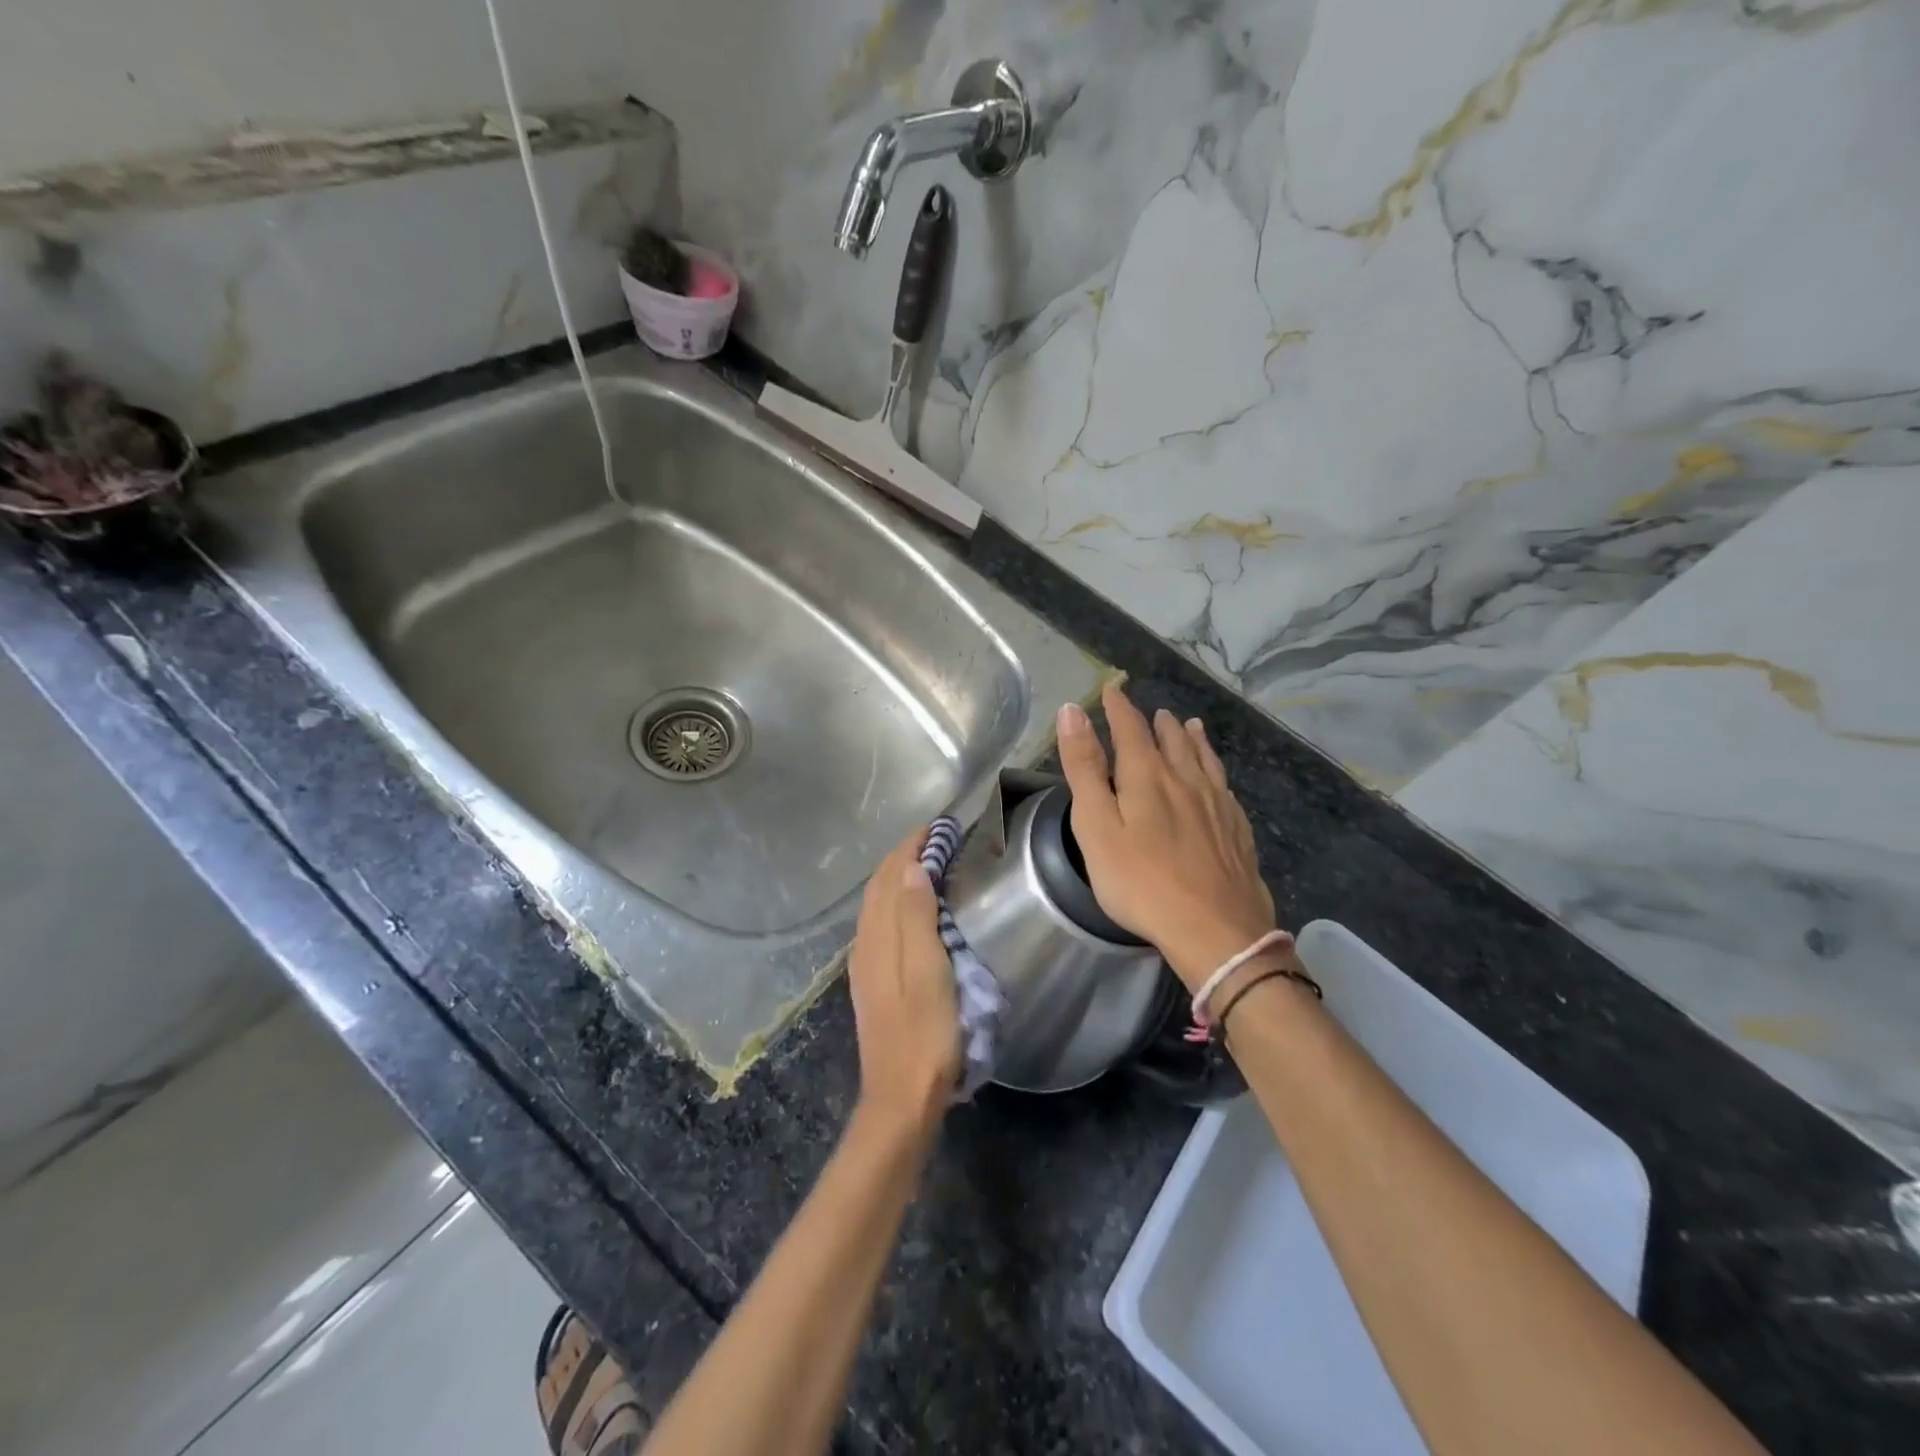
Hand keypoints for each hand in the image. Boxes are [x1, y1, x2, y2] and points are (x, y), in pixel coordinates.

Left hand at [846, 830, 960, 1138]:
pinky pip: (880, 925)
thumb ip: (917, 917)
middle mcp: (865, 944)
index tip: (937, 825)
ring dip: (898, 877)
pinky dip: (896, 902)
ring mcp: (866, 965)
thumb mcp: (928, 970)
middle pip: (879, 887)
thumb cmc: (925, 1033)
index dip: (910, 846)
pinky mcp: (873, 983)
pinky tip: (910, 910)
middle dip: (903, 856)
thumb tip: (912, 867)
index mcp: (879, 937)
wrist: (901, 1097)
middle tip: (935, 837)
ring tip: (926, 862)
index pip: (890, 875)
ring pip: (877, 906)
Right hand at [1057, 684, 1278, 990]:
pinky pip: (1224, 784)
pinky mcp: (1237, 830)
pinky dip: (1215, 767)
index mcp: (1147, 776)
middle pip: (1171, 740)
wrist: (1214, 931)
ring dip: (1191, 738)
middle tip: (1151, 711)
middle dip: (1156, 722)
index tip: (1112, 690)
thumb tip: (1072, 711)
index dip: (1119, 708)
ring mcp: (1217, 804)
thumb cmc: (1141, 881)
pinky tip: (1217, 777)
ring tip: (1188, 724)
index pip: (1131, 729)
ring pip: (1203, 759)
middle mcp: (1186, 780)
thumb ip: (1084, 768)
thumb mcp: (1096, 826)